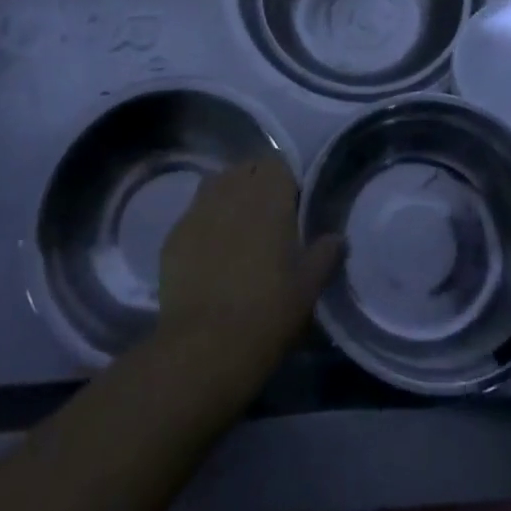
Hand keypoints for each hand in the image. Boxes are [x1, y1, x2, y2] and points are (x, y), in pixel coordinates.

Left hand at [157, 158, 342, 380]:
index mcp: (269, 195)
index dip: (285, 181)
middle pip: (246, 169)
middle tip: (266, 219)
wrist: (204, 347)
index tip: (292, 206)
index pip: (277, 163)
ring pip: (216, 185)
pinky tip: (208, 253)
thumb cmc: (267, 311)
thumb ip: (325, 254)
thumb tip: (337, 237)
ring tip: (236, 229)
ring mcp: (198, 209)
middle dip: (256, 185)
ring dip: (228, 197)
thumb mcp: (308, 287)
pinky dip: (203, 223)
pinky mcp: (173, 234)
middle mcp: (232, 190)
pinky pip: (193, 214)